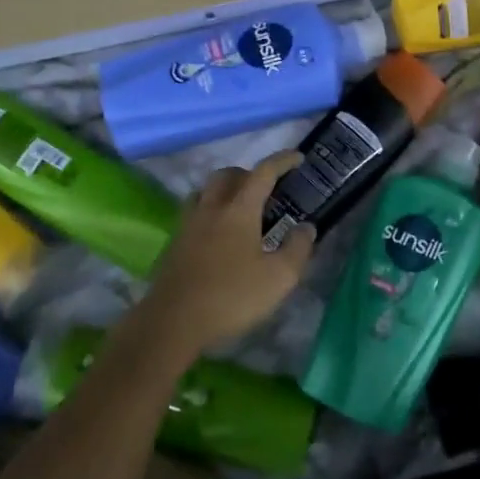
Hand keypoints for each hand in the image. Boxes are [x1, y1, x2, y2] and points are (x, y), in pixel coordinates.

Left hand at [138, 152, 314, 352]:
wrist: (173, 321)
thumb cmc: (232, 297)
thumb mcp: (279, 278)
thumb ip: (297, 248)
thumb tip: (306, 227)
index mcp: (239, 210)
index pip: (262, 173)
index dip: (282, 161)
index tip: (298, 158)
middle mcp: (211, 208)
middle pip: (228, 175)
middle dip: (249, 173)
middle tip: (267, 189)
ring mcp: (188, 224)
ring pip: (206, 191)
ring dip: (225, 189)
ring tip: (241, 208)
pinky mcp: (175, 243)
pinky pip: (194, 212)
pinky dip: (210, 210)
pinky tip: (218, 234)